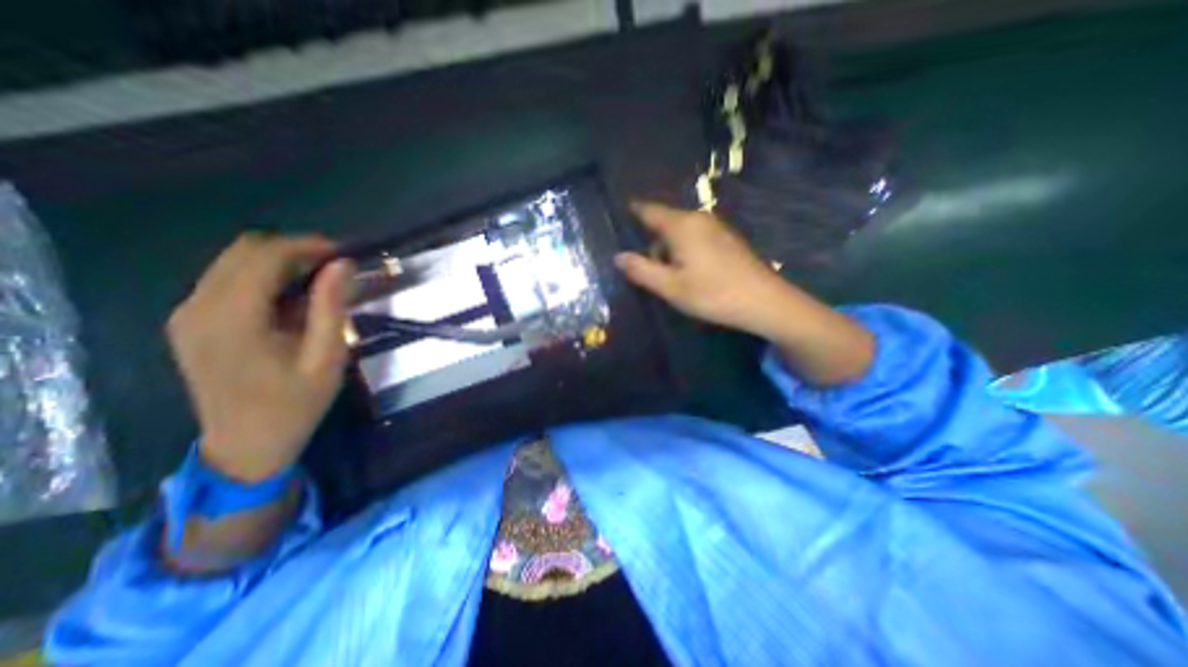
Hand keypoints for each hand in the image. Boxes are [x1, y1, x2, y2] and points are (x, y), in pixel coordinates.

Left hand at [167, 233, 353, 479]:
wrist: (246, 445)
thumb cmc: (295, 404)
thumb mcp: (326, 357)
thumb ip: (330, 307)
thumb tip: (343, 265)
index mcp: (232, 317)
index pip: (264, 256)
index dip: (307, 245)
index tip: (343, 253)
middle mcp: (198, 307)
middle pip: (244, 251)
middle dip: (294, 250)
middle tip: (335, 267)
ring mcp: (188, 315)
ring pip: (233, 263)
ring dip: (280, 264)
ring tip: (320, 282)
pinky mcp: (191, 324)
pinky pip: (227, 282)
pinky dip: (263, 279)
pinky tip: (292, 300)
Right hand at [617, 201, 790, 338]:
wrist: (763, 301)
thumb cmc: (712, 293)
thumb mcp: (670, 286)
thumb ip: (641, 270)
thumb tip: (618, 257)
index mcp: (681, 225)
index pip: (649, 210)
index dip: (634, 211)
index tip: (621, 211)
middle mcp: (698, 219)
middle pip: (665, 222)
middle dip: (651, 240)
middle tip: (645, 268)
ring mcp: (715, 227)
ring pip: (681, 231)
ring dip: (669, 248)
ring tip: (667, 275)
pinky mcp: (726, 238)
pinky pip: (695, 237)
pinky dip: (684, 250)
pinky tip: (689, 272)